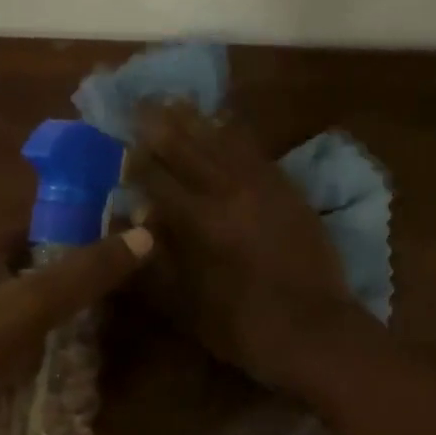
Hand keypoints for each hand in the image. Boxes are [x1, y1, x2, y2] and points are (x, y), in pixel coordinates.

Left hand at [0, 225, 152, 418]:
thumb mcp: (37, 302)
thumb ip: (89, 271)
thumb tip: (144, 236)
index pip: (45, 231)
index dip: (82, 242)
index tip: (116, 266)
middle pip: (37, 272)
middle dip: (71, 291)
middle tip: (109, 312)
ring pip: (25, 309)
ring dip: (55, 324)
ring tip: (91, 344)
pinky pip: (11, 340)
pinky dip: (35, 349)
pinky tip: (56, 369)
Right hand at [131, 102, 358, 390]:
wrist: (315, 332)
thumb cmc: (244, 328)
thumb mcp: (187, 307)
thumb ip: (156, 262)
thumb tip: (134, 221)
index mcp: (200, 223)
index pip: (158, 180)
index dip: (135, 162)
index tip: (119, 147)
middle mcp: (229, 194)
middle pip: (190, 150)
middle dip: (161, 127)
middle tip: (140, 105)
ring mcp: (264, 189)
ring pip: (224, 143)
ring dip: (197, 121)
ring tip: (175, 102)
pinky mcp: (289, 192)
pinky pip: (257, 153)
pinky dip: (236, 135)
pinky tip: (225, 124)